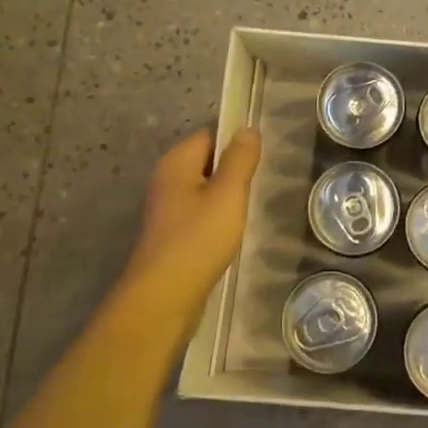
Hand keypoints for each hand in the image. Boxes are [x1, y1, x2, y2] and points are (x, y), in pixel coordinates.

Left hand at [116, 127, 262, 337]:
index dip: (237, 141)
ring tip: (251, 206)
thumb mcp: (228, 194)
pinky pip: (200, 213)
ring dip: (227, 196)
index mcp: (176, 162)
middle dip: (234, 170)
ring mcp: (167, 209)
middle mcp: (167, 179)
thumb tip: (247, 129)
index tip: (263, 155)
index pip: (211, 134)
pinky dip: (217, 217)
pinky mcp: (171, 234)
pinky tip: (233, 230)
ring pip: (205, 189)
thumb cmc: (198, 239)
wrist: (164, 298)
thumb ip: (240, 159)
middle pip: (207, 161)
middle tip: (262, 181)